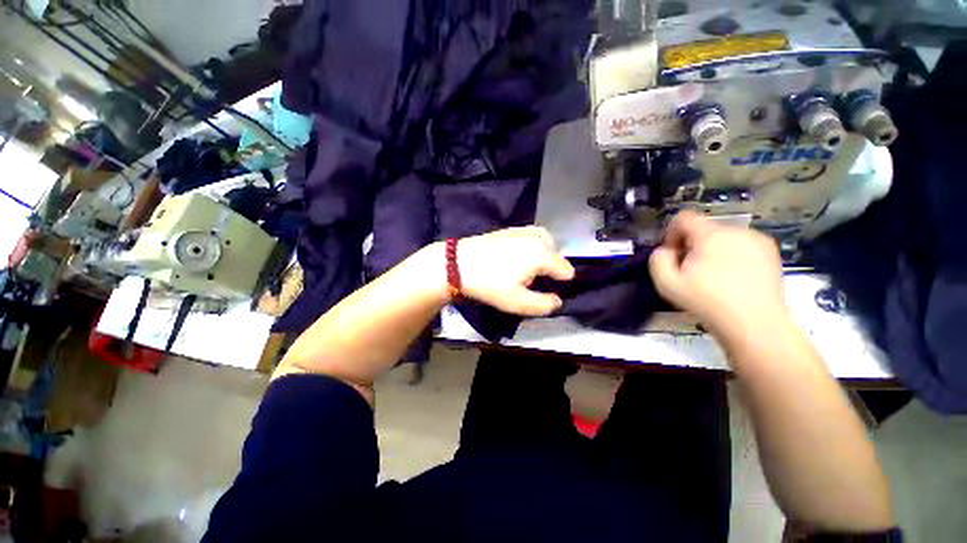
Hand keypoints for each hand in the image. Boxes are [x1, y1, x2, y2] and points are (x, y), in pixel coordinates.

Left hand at [457, 227, 574, 316]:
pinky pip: (531, 235)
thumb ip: (544, 305)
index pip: (566, 269)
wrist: (458, 264)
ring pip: (545, 242)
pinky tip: (518, 255)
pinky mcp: (510, 228)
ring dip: (544, 254)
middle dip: (551, 268)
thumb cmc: (489, 284)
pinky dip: (532, 245)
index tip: (546, 291)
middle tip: (533, 281)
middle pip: (557, 254)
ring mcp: (523, 230)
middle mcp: (537, 238)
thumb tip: (558, 300)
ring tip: (529, 268)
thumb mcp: (518, 303)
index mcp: (542, 254)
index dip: (561, 283)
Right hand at [649, 211, 788, 341]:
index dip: (671, 233)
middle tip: (690, 270)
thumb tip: (665, 250)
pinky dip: (731, 255)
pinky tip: (732, 278)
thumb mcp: (666, 283)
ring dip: (711, 250)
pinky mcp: (771, 252)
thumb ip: (657, 259)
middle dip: (691, 245)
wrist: (755, 325)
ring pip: (723, 236)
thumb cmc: (707, 302)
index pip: (684, 218)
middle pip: (703, 228)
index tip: (672, 255)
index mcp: (710, 235)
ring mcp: (757, 240)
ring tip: (713, 276)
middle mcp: (736, 230)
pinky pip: (742, 245)